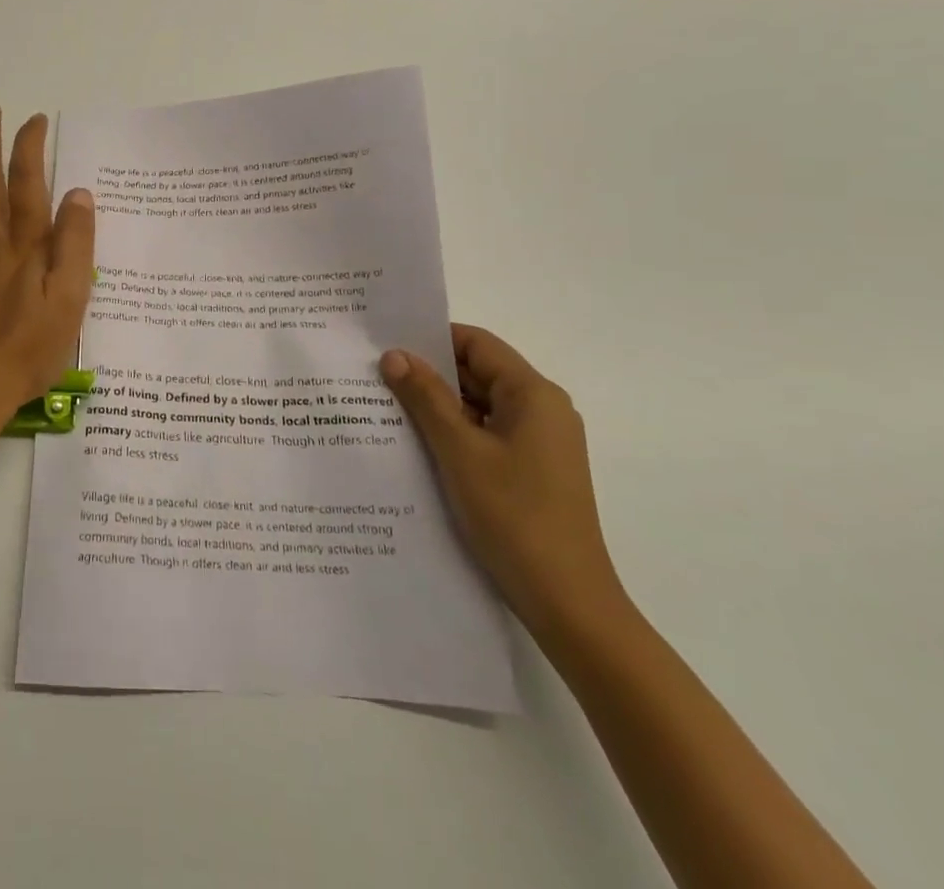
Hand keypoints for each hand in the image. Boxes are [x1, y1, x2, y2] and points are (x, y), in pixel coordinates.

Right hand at [380, 325, 627, 639]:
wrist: (568, 602)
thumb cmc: (514, 515)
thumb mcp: (460, 450)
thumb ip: (426, 398)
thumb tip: (394, 355)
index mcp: (534, 394)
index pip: (477, 343)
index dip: (432, 339)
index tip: (386, 344)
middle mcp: (543, 410)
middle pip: (478, 372)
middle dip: (429, 373)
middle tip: (376, 375)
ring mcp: (540, 442)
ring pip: (480, 405)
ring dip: (438, 405)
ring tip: (386, 407)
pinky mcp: (533, 470)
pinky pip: (487, 434)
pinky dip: (454, 432)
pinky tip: (417, 444)